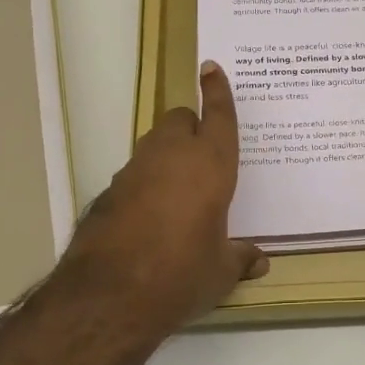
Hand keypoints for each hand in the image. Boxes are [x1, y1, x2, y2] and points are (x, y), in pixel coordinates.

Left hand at [53, 62, 266, 338]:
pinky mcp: (107, 193)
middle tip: (203, 156)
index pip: (217, 117)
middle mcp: (170, 158)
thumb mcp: (220, 271)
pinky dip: (145, 183)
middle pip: (179, 120)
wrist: (109, 296)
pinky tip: (150, 217)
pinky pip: (134, 175)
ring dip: (167, 155)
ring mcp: (133, 172)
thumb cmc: (181, 275)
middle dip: (191, 127)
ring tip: (180, 192)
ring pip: (154, 145)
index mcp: (209, 166)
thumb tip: (258, 261)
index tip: (211, 68)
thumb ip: (240, 258)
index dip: (217, 91)